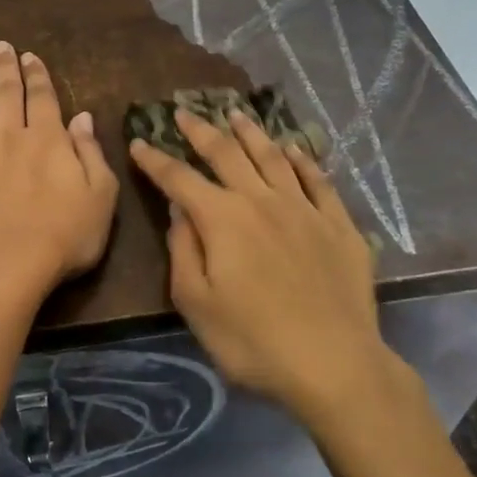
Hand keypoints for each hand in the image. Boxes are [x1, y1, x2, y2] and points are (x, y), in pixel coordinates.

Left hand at [0, 42, 118, 313]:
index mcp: (49, 140)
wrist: (5, 266)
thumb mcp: (100, 196)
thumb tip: (82, 116)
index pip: (43, 98)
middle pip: (8, 94)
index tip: (30, 55)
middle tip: (1, 46)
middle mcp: (11, 136)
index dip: (37, 75)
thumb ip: (91, 152)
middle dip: (6, 68)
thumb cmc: (63, 236)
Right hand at [129, 107, 389, 418]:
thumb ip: (183, 250)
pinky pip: (318, 180)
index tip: (139, 142)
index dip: (156, 160)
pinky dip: (303, 159)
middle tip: (184, 112)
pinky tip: (294, 149)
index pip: (179, 179)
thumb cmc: (254, 342)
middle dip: (200, 130)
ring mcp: (304, 208)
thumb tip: (178, 209)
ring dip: (251, 132)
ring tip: (236, 114)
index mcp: (223, 219)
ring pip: (272, 156)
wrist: (335, 364)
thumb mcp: (197, 304)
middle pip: (226, 153)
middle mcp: (261, 200)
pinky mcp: (337, 224)